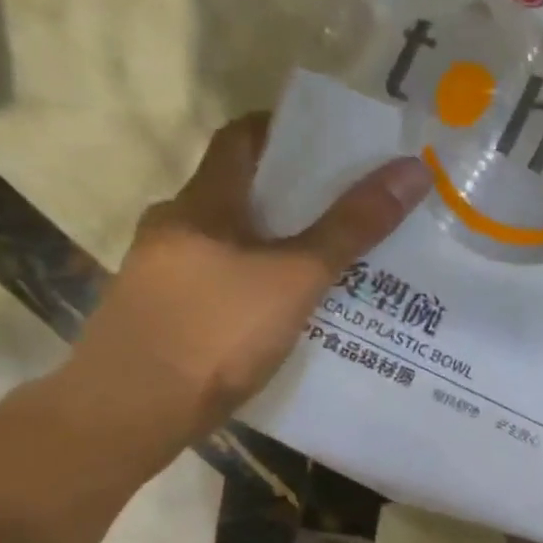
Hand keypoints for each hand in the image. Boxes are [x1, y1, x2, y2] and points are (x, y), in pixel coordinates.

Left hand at [54, 113, 429, 471]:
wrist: (130, 412)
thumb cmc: (216, 331)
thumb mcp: (296, 277)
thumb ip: (352, 227)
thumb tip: (412, 169)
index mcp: (202, 203)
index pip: (241, 139)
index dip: (283, 130)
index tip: (331, 144)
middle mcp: (174, 228)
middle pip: (238, 194)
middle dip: (291, 199)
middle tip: (347, 212)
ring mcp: (161, 277)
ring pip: (228, 245)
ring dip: (271, 248)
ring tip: (326, 267)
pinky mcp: (160, 318)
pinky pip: (217, 286)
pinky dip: (252, 287)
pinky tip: (283, 315)